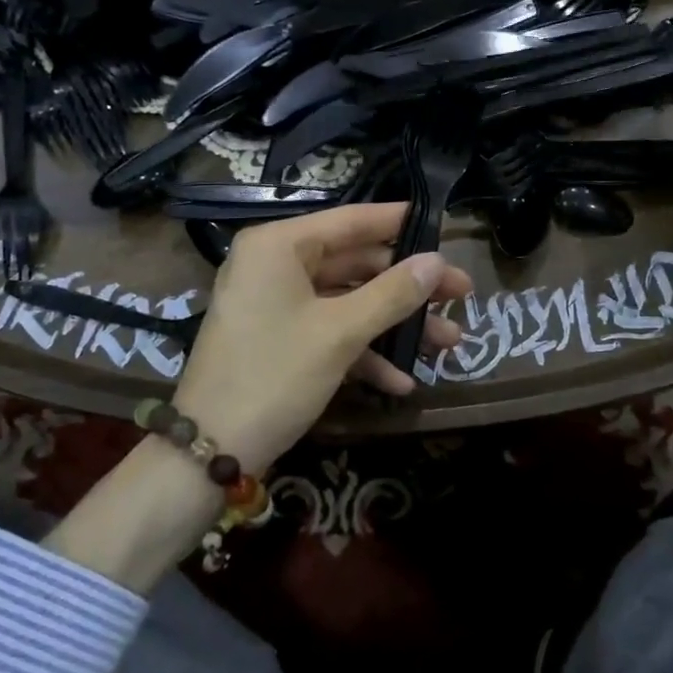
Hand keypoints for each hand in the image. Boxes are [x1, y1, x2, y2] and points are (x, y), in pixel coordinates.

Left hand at [171, 203, 474, 472]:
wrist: (210, 451)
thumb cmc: (275, 375)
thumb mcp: (340, 332)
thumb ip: (393, 293)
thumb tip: (438, 261)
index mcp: (279, 246)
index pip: (351, 221)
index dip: (401, 224)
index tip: (445, 228)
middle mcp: (275, 266)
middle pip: (355, 264)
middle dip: (408, 287)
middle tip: (461, 295)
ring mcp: (276, 305)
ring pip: (348, 302)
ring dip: (395, 324)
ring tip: (448, 343)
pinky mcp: (279, 340)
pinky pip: (329, 332)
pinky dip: (364, 352)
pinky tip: (401, 381)